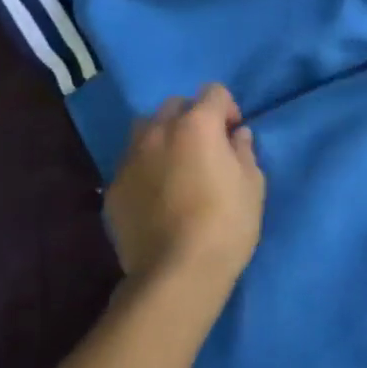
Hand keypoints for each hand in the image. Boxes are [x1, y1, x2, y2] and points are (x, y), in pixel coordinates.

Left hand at [106, 84, 264, 302]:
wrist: (175, 275)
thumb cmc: (225, 224)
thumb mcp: (253, 185)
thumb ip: (244, 151)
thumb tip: (237, 136)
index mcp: (198, 124)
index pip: (214, 92)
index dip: (228, 110)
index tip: (233, 136)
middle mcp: (160, 131)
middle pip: (176, 105)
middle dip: (192, 118)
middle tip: (204, 149)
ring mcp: (131, 158)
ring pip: (146, 129)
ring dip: (162, 137)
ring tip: (174, 166)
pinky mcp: (113, 187)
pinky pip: (131, 163)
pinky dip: (144, 168)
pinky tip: (156, 195)